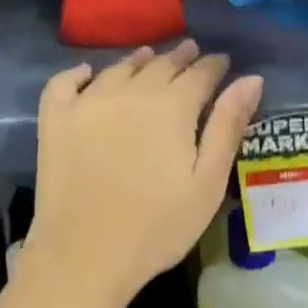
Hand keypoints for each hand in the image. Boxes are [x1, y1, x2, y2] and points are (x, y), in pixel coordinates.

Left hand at [27, 42, 262, 306]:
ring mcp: (88, 102)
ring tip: (148, 56)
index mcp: (172, 106)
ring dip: (138, 60)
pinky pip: (65, 82)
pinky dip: (79, 72)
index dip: (214, 65)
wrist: (86, 255)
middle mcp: (130, 91)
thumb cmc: (158, 226)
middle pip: (160, 65)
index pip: (200, 73)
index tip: (222, 61)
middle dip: (179, 57)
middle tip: (190, 51)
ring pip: (118, 68)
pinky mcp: (55, 119)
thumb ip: (228, 126)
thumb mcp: (207, 182)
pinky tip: (88, 73)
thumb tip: (251, 78)